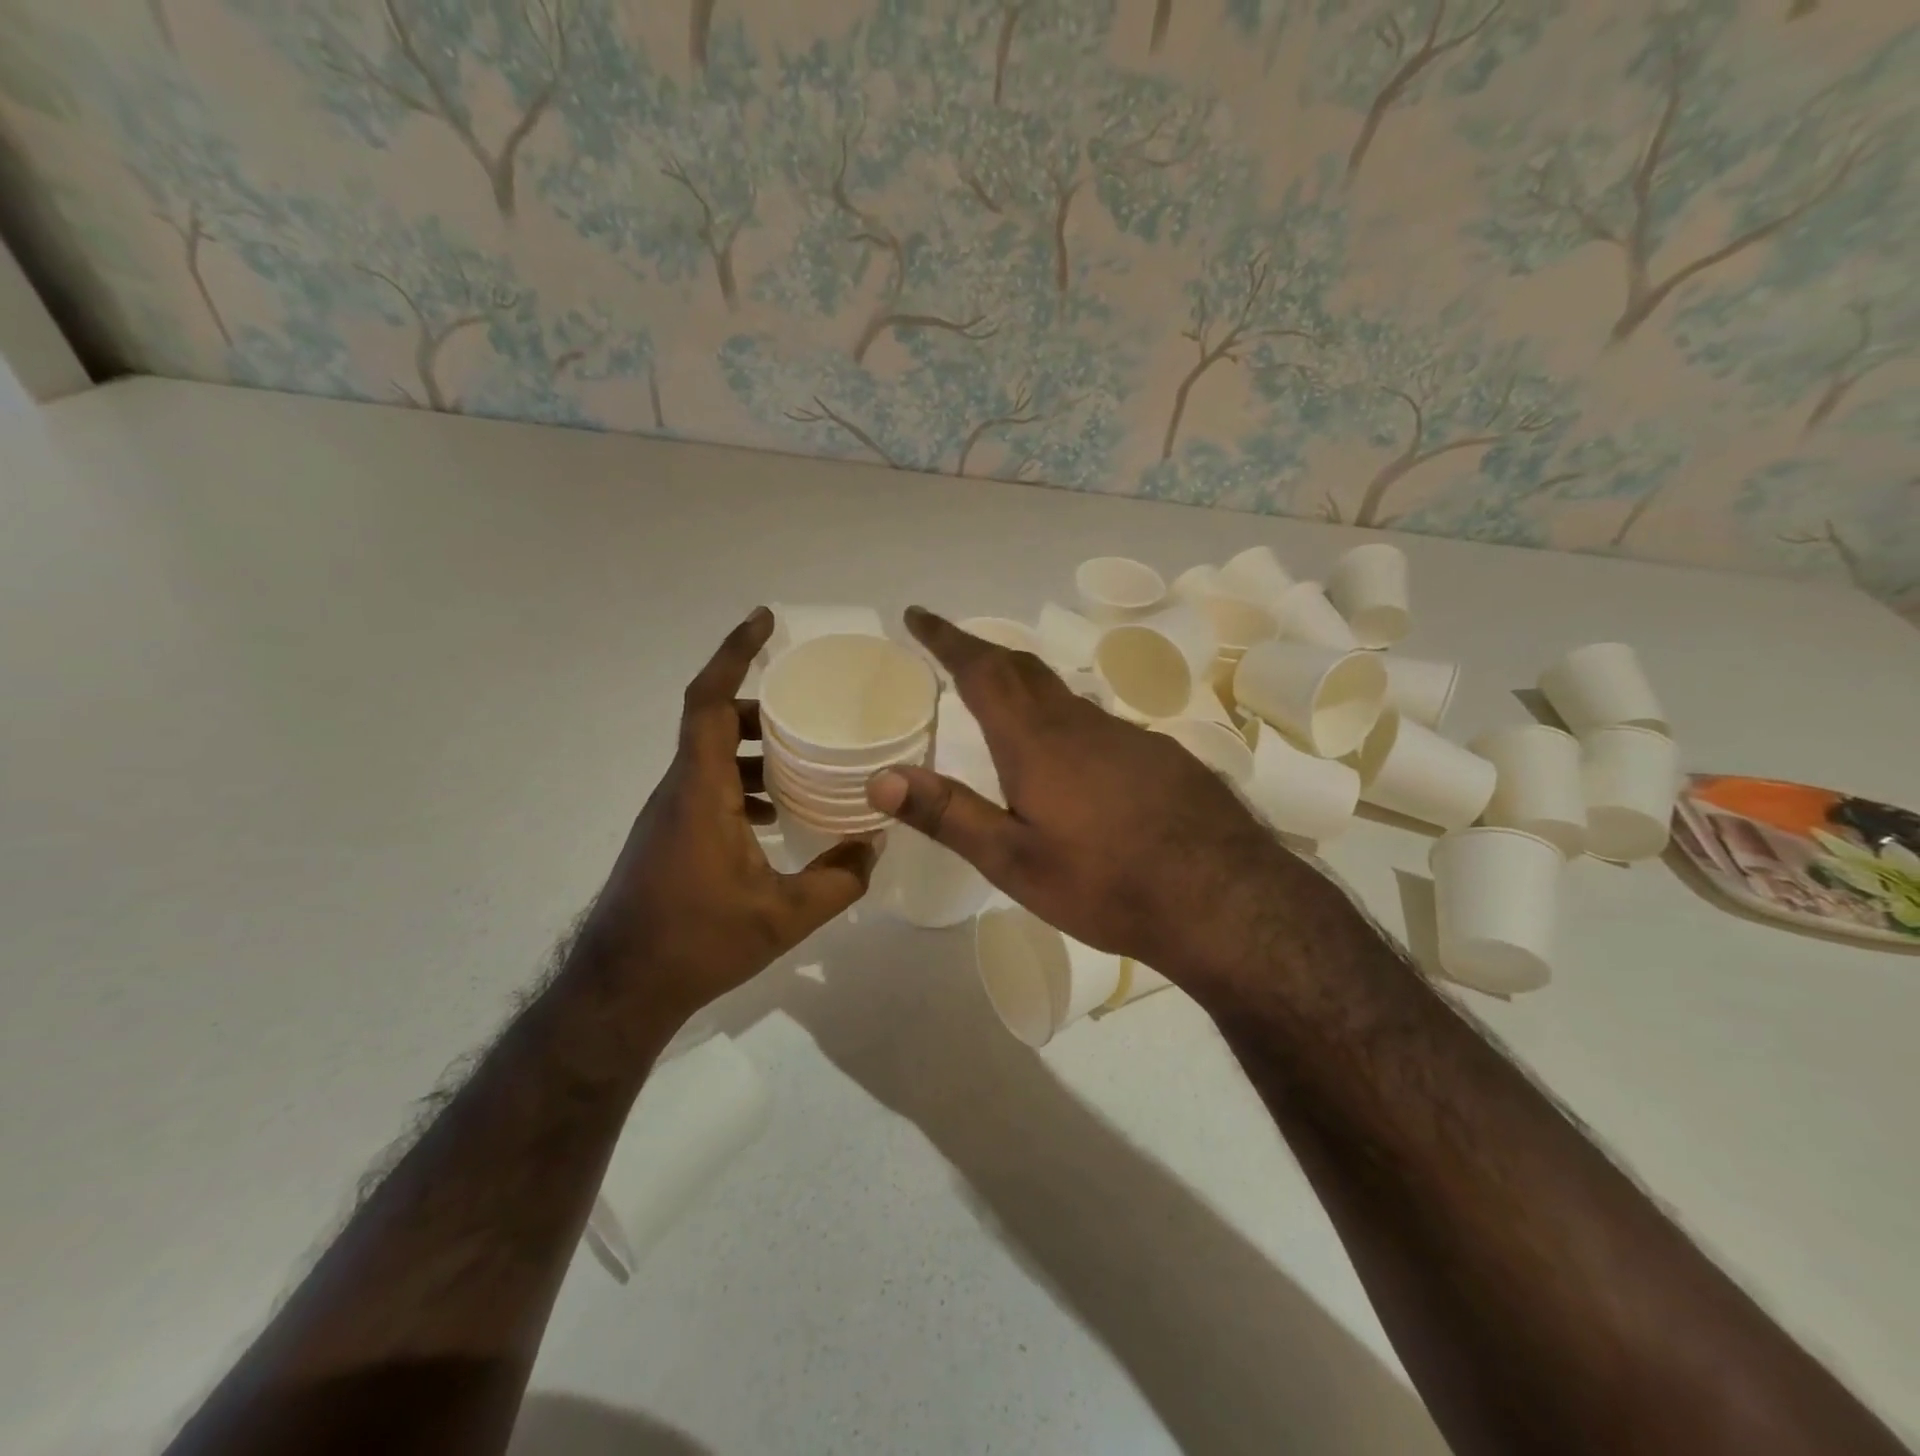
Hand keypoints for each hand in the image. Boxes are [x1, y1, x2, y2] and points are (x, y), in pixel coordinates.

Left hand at [581, 608, 876, 1019]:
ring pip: (710, 758)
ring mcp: (669, 815)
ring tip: (803, 764)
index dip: (734, 655)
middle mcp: (679, 791)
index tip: (763, 621)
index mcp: (700, 791)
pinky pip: (707, 789)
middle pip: (714, 723)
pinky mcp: (668, 838)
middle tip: (809, 711)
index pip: (710, 702)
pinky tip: (774, 818)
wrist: (620, 990)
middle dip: (761, 708)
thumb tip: (876, 846)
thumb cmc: (697, 943)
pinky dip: (742, 785)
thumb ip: (839, 879)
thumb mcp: (784, 916)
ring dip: (754, 750)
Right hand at [866, 607, 1299, 979]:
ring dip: (1026, 686)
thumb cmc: (1107, 884)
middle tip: (954, 650)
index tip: (919, 614)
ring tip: (1004, 701)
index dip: (947, 639)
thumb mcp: (1014, 862)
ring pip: (1065, 697)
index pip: (983, 671)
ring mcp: (1129, 737)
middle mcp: (1082, 725)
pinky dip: (1067, 721)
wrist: (1224, 900)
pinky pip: (1100, 725)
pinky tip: (1076, 760)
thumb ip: (948, 816)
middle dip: (982, 653)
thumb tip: (879, 777)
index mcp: (1038, 743)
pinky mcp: (1162, 757)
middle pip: (1025, 671)